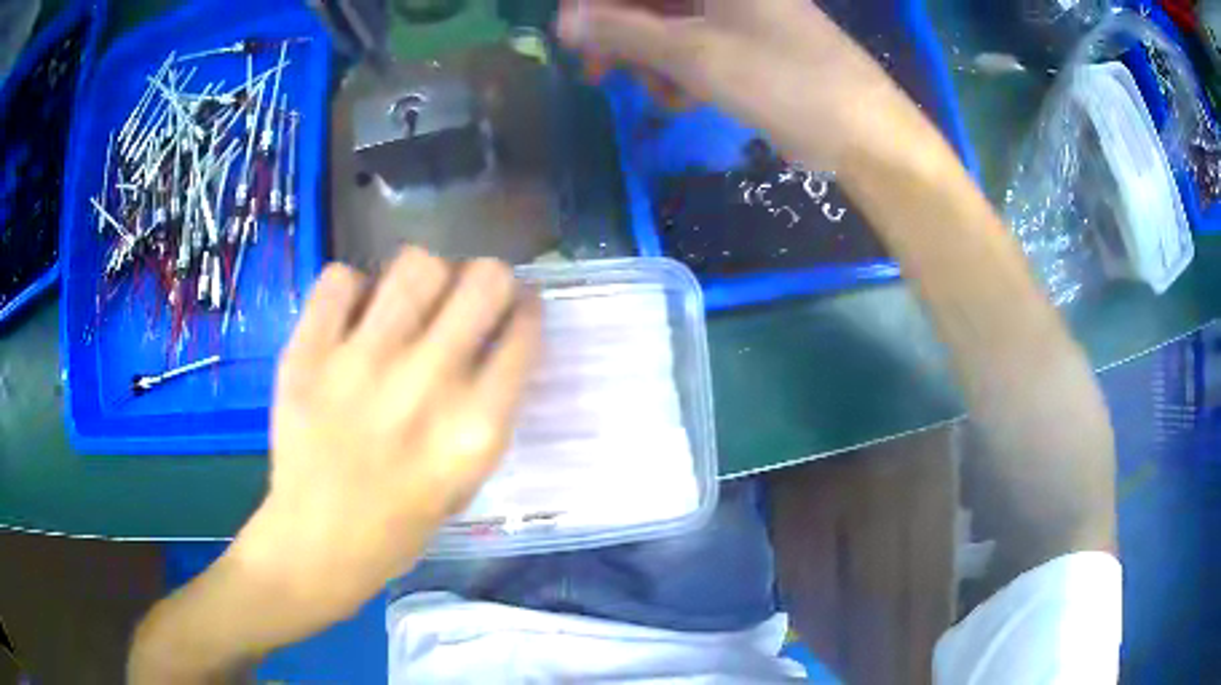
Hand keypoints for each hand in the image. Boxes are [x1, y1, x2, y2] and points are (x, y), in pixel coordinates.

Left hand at [227, 248, 540, 642]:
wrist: (316, 541)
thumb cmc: (400, 523)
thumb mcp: (467, 480)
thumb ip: (488, 408)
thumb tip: (496, 338)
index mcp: (475, 427)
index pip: (524, 330)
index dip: (527, 309)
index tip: (517, 308)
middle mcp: (425, 385)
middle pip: (485, 280)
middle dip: (489, 280)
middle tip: (470, 296)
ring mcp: (360, 364)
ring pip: (416, 265)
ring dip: (425, 278)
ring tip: (412, 303)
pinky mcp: (307, 353)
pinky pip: (341, 280)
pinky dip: (352, 291)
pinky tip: (353, 319)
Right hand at [557, 0, 910, 170]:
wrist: (863, 133)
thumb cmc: (784, 81)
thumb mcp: (694, 55)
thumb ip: (623, 33)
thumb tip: (565, 21)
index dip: (599, 5)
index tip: (574, 36)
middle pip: (650, 2)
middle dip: (621, 36)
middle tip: (599, 74)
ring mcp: (739, 16)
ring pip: (668, 27)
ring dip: (650, 61)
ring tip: (660, 95)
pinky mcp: (748, 46)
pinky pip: (695, 49)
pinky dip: (680, 72)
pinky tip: (685, 100)